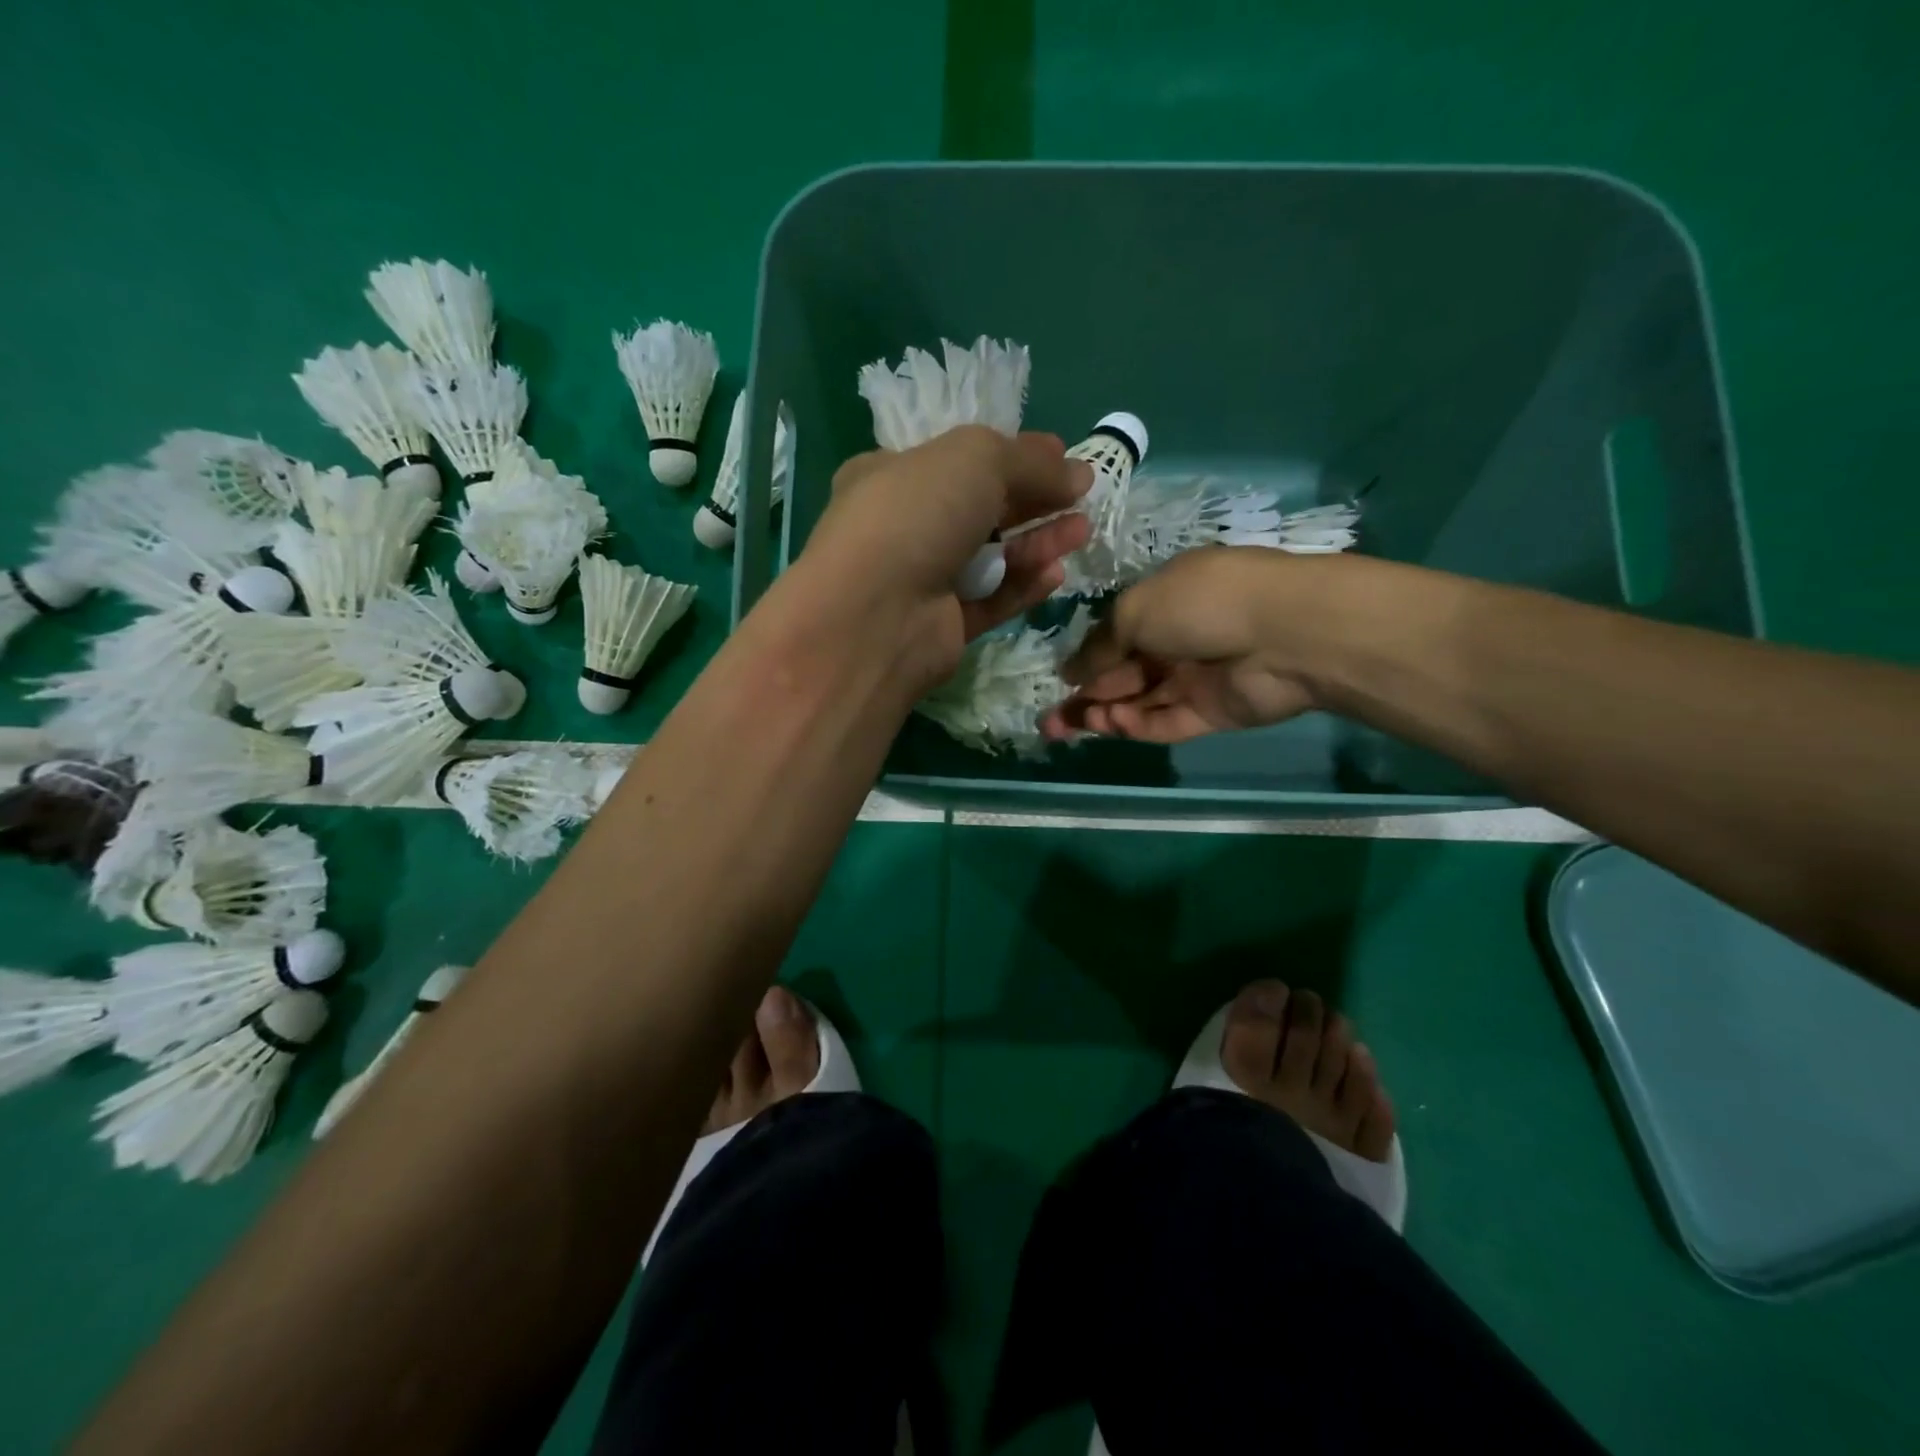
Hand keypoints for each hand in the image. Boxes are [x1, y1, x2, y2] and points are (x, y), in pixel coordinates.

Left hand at [800, 425, 1092, 682]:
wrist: (875, 614)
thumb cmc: (916, 514)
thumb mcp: (976, 459)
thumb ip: (1030, 461)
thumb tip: (1077, 470)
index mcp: (893, 475)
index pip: (959, 461)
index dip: (1012, 456)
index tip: (1060, 457)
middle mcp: (905, 527)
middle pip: (981, 510)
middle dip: (1033, 501)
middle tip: (1081, 496)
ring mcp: (923, 581)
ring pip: (991, 558)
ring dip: (1036, 543)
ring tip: (1081, 532)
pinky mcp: (943, 626)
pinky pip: (991, 601)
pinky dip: (1022, 587)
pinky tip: (1055, 574)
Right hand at [1043, 547, 1320, 742]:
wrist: (1285, 634)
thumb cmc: (1201, 604)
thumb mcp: (1136, 611)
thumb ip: (1100, 645)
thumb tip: (1070, 671)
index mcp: (1164, 602)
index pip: (1117, 635)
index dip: (1086, 659)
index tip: (1059, 680)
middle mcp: (1178, 639)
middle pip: (1124, 673)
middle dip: (1085, 695)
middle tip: (1049, 720)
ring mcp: (1196, 678)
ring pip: (1140, 701)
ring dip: (1104, 714)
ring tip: (1065, 727)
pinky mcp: (1212, 713)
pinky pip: (1166, 721)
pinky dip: (1137, 725)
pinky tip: (1111, 724)